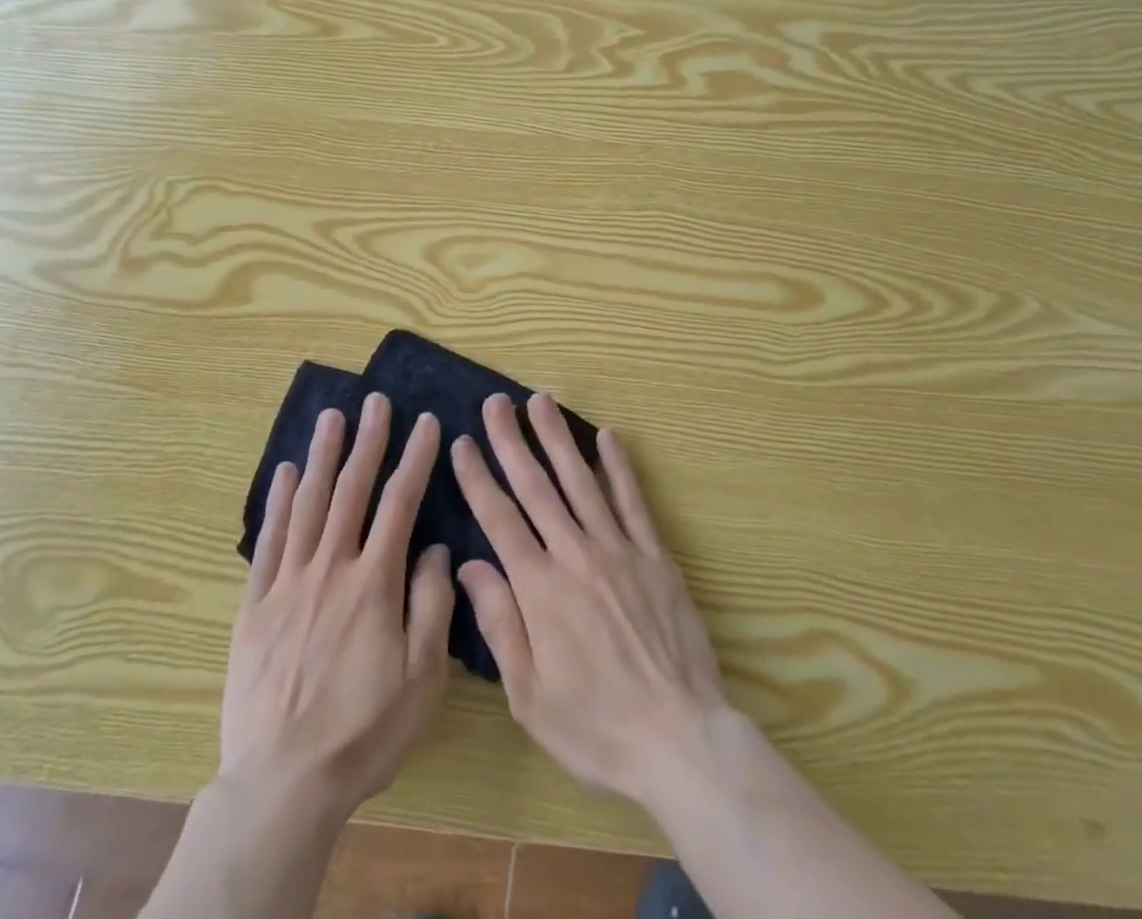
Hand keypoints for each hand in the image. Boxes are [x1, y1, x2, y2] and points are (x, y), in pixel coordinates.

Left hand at [223, 392, 453, 819]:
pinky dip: (277, 503)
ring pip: (308, 505)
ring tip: (331, 417)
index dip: (415, 459)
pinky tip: (283, 472)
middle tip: (375, 400)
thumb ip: (432, 606)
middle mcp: (331, 569)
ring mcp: (289, 584)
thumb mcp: (422, 679)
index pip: (400, 504)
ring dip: (321, 456)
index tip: (425, 422)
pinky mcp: (256, 605)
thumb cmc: (364, 732)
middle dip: (367, 441)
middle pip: (351, 491)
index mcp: (374, 584)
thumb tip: (435, 548)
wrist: (282, 783)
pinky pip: (269, 542)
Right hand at [451, 393, 725, 802]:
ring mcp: (619, 550)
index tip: (463, 442)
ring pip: (581, 481)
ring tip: (540, 401)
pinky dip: (619, 466)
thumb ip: (498, 623)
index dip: (478, 477)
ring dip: (557, 438)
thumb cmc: (595, 726)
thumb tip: (468, 564)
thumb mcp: (528, 694)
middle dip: (512, 441)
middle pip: (537, 487)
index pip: (499, 518)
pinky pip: (633, 501)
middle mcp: (576, 555)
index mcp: (539, 588)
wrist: (679, 739)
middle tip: (496, 402)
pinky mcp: (655, 556)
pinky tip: (607, 436)